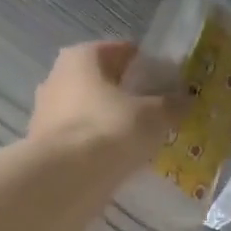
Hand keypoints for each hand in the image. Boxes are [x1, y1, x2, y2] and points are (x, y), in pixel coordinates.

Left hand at [29, 41, 182, 171]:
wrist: (64, 179)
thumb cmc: (110, 130)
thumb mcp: (154, 115)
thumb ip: (172, 105)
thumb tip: (186, 100)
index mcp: (81, 57)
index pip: (122, 51)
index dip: (147, 66)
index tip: (168, 84)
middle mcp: (57, 78)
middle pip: (102, 82)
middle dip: (128, 96)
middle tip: (156, 114)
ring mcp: (46, 113)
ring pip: (90, 112)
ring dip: (111, 122)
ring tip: (140, 141)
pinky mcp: (44, 146)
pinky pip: (81, 139)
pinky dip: (97, 146)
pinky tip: (118, 161)